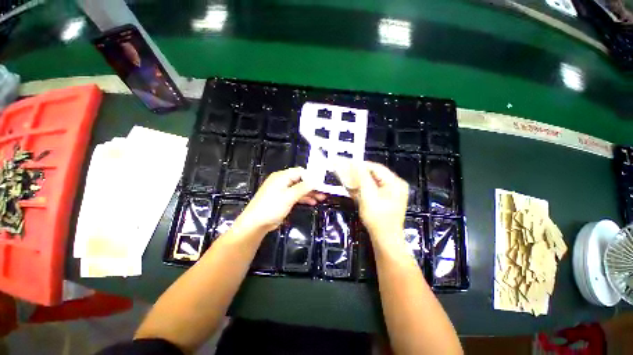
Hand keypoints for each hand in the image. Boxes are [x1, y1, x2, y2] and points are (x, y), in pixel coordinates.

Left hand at [235, 167, 325, 233]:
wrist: (256, 223)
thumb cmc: (271, 207)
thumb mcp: (289, 196)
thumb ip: (303, 188)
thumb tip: (315, 181)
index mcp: (282, 176)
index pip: (300, 172)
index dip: (312, 176)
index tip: (322, 182)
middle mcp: (283, 181)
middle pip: (301, 180)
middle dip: (312, 186)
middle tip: (324, 191)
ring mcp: (283, 190)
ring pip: (299, 189)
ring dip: (310, 193)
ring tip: (321, 198)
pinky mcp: (283, 199)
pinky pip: (296, 195)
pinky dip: (304, 198)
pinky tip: (313, 202)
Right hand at [338, 161, 407, 239]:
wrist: (385, 239)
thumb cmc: (377, 218)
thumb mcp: (368, 196)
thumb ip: (362, 178)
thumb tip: (355, 164)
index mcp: (395, 182)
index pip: (376, 167)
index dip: (361, 165)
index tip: (347, 164)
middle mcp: (396, 184)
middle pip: (375, 174)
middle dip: (360, 173)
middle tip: (346, 172)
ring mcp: (392, 192)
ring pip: (373, 181)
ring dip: (360, 180)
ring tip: (348, 178)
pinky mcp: (386, 198)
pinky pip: (374, 188)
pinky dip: (364, 187)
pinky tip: (355, 187)